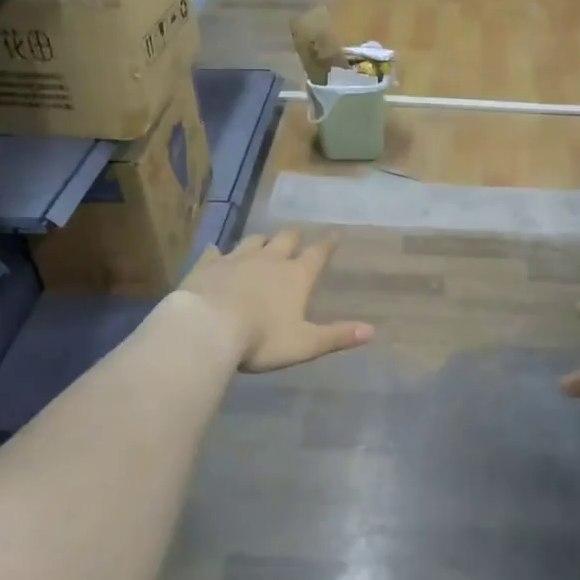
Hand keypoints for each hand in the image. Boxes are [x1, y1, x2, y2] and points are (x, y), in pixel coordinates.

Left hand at [180, 230, 373, 372]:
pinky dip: (218, 252)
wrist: (208, 328)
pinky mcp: (208, 265)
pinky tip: (215, 251)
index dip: (327, 245)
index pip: (317, 255)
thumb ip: (336, 336)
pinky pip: (215, 252)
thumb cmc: (262, 339)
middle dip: (293, 237)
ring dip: (261, 241)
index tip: (335, 235)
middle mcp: (269, 260)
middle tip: (296, 236)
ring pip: (253, 241)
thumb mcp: (304, 343)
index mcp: (295, 277)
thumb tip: (371, 331)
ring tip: (263, 242)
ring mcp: (236, 259)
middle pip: (285, 239)